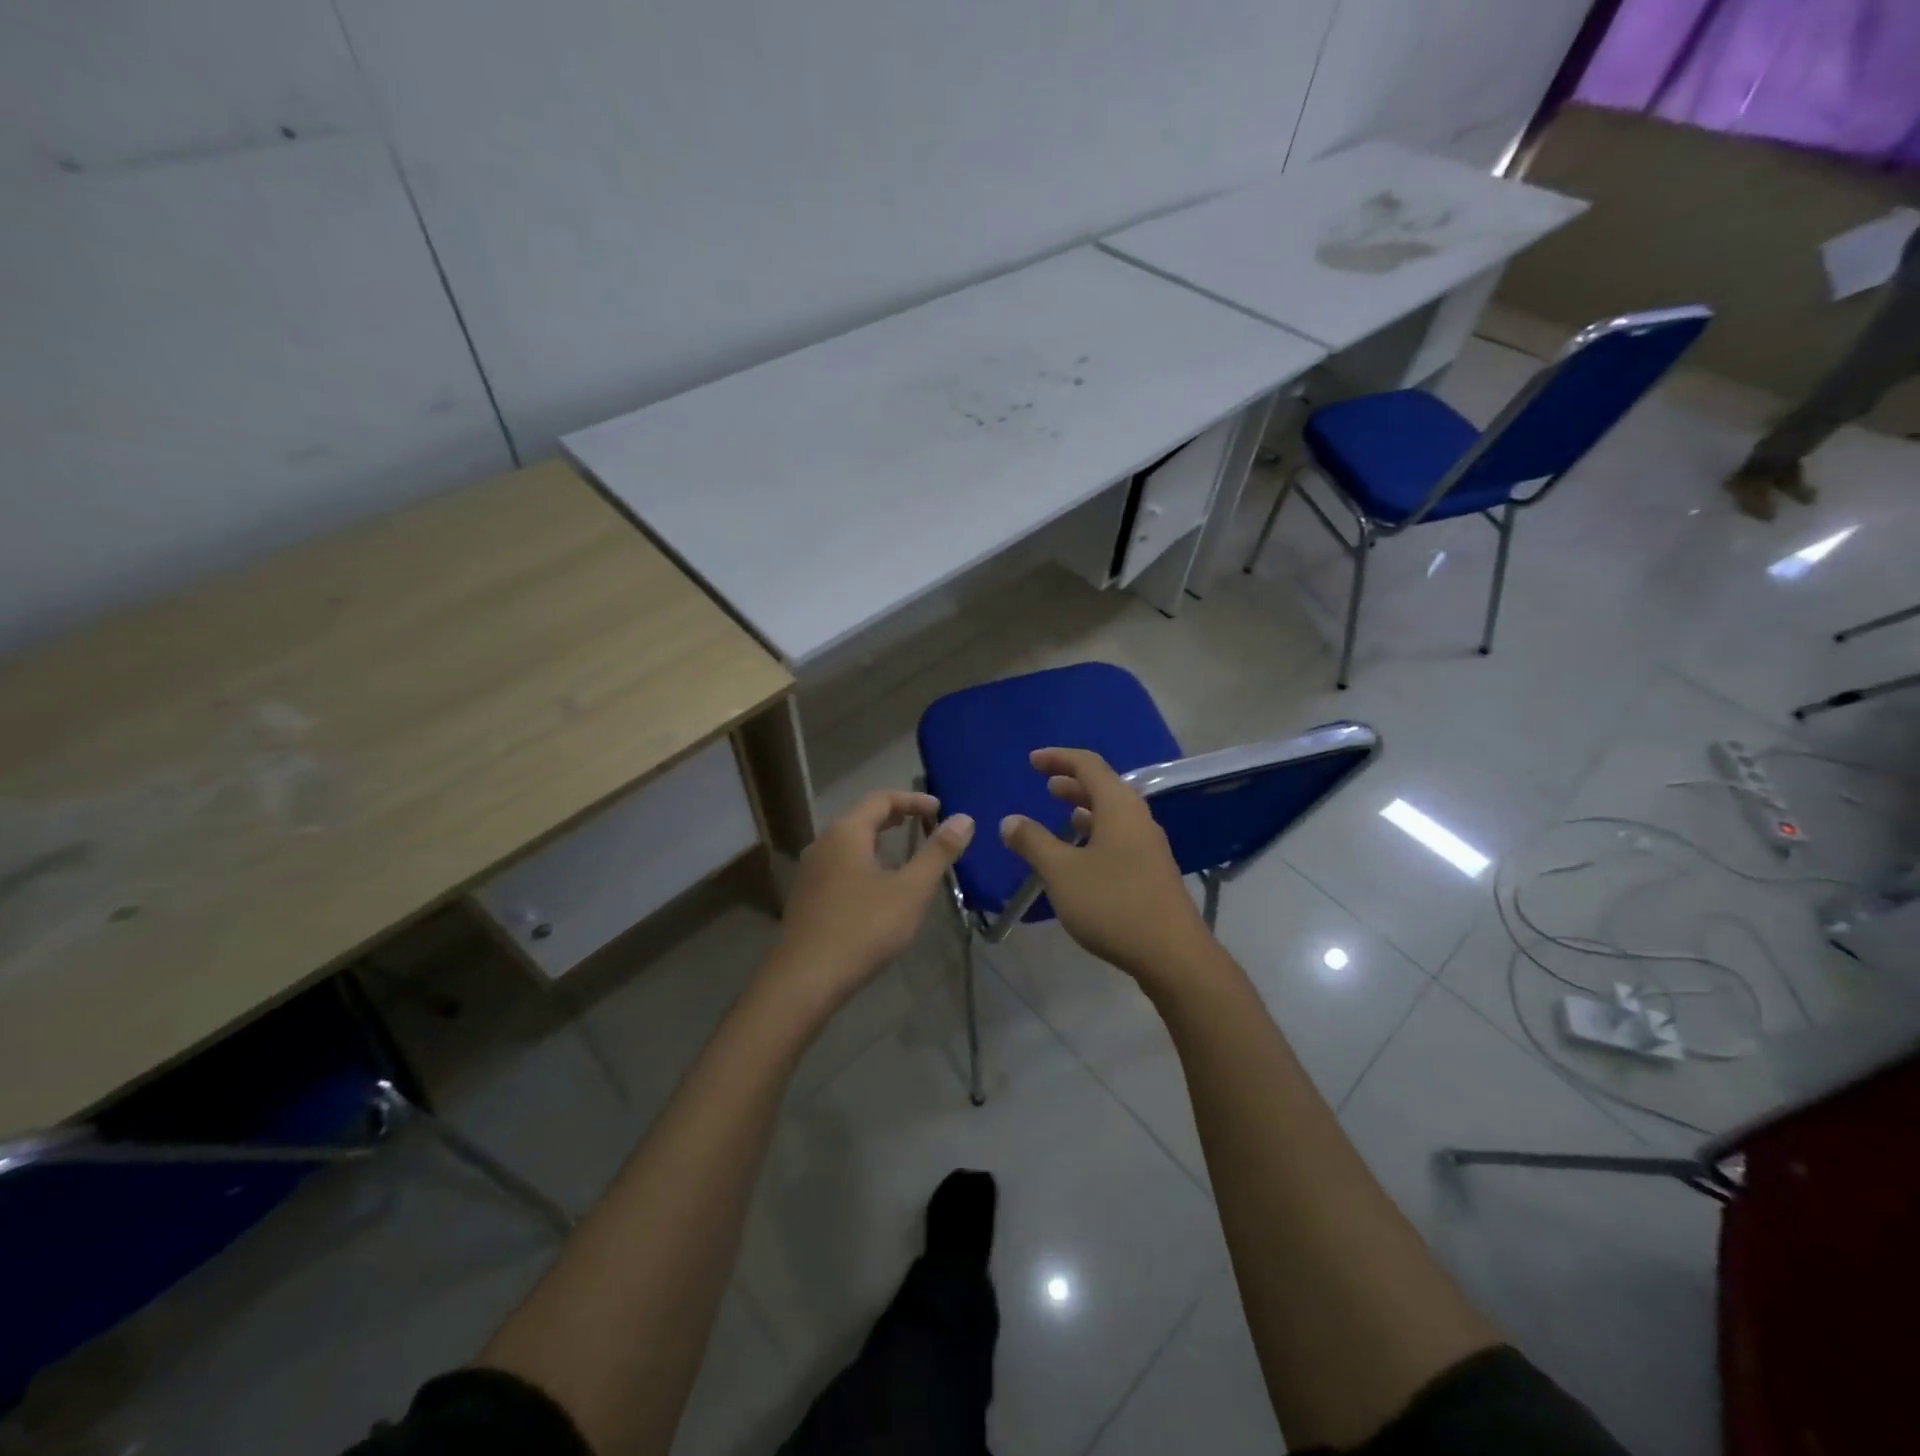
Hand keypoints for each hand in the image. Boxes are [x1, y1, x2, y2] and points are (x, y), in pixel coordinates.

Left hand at [768, 789, 973, 1010]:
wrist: (806, 979)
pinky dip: (864, 861)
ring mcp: (810, 871)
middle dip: (896, 817)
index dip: (913, 800)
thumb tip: (964, 819)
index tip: (939, 809)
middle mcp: (823, 843)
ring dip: (879, 840)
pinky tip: (878, 886)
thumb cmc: (863, 928)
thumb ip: (938, 852)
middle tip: (925, 824)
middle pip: (862, 817)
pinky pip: (840, 865)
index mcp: (846, 833)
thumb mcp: (911, 890)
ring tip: (905, 852)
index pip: (881, 799)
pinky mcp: (806, 897)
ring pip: (849, 843)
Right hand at [998, 748, 1211, 986]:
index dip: (1058, 758)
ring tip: (1064, 814)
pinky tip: (1083, 855)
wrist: (1172, 954)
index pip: (1088, 765)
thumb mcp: (1061, 871)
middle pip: (1104, 787)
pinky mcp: (1152, 871)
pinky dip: (1097, 833)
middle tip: (1046, 785)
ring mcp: (1149, 846)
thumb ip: (1033, 842)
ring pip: (1114, 814)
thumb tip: (1009, 821)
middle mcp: (1138, 818)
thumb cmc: (1112, 904)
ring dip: (1086, 809)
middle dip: (1073, 782)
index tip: (1032, 761)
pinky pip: (1120, 836)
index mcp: (1119, 807)